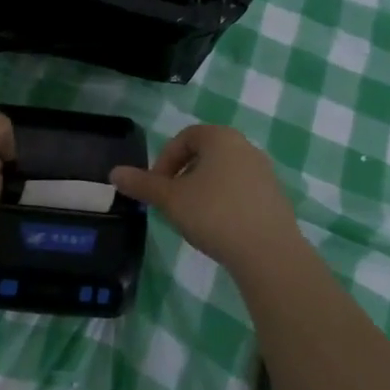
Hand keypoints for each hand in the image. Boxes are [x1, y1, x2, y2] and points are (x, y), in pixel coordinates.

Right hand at [110, 124, 303, 271]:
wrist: (269, 253)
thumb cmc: (214, 214)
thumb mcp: (170, 199)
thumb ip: (142, 184)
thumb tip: (114, 173)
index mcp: (221, 138)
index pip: (185, 137)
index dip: (165, 159)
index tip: (156, 186)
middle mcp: (246, 147)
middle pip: (205, 154)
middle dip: (182, 175)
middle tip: (170, 201)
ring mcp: (264, 172)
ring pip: (223, 173)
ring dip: (202, 189)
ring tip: (192, 216)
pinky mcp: (275, 198)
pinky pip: (241, 191)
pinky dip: (224, 202)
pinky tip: (218, 228)